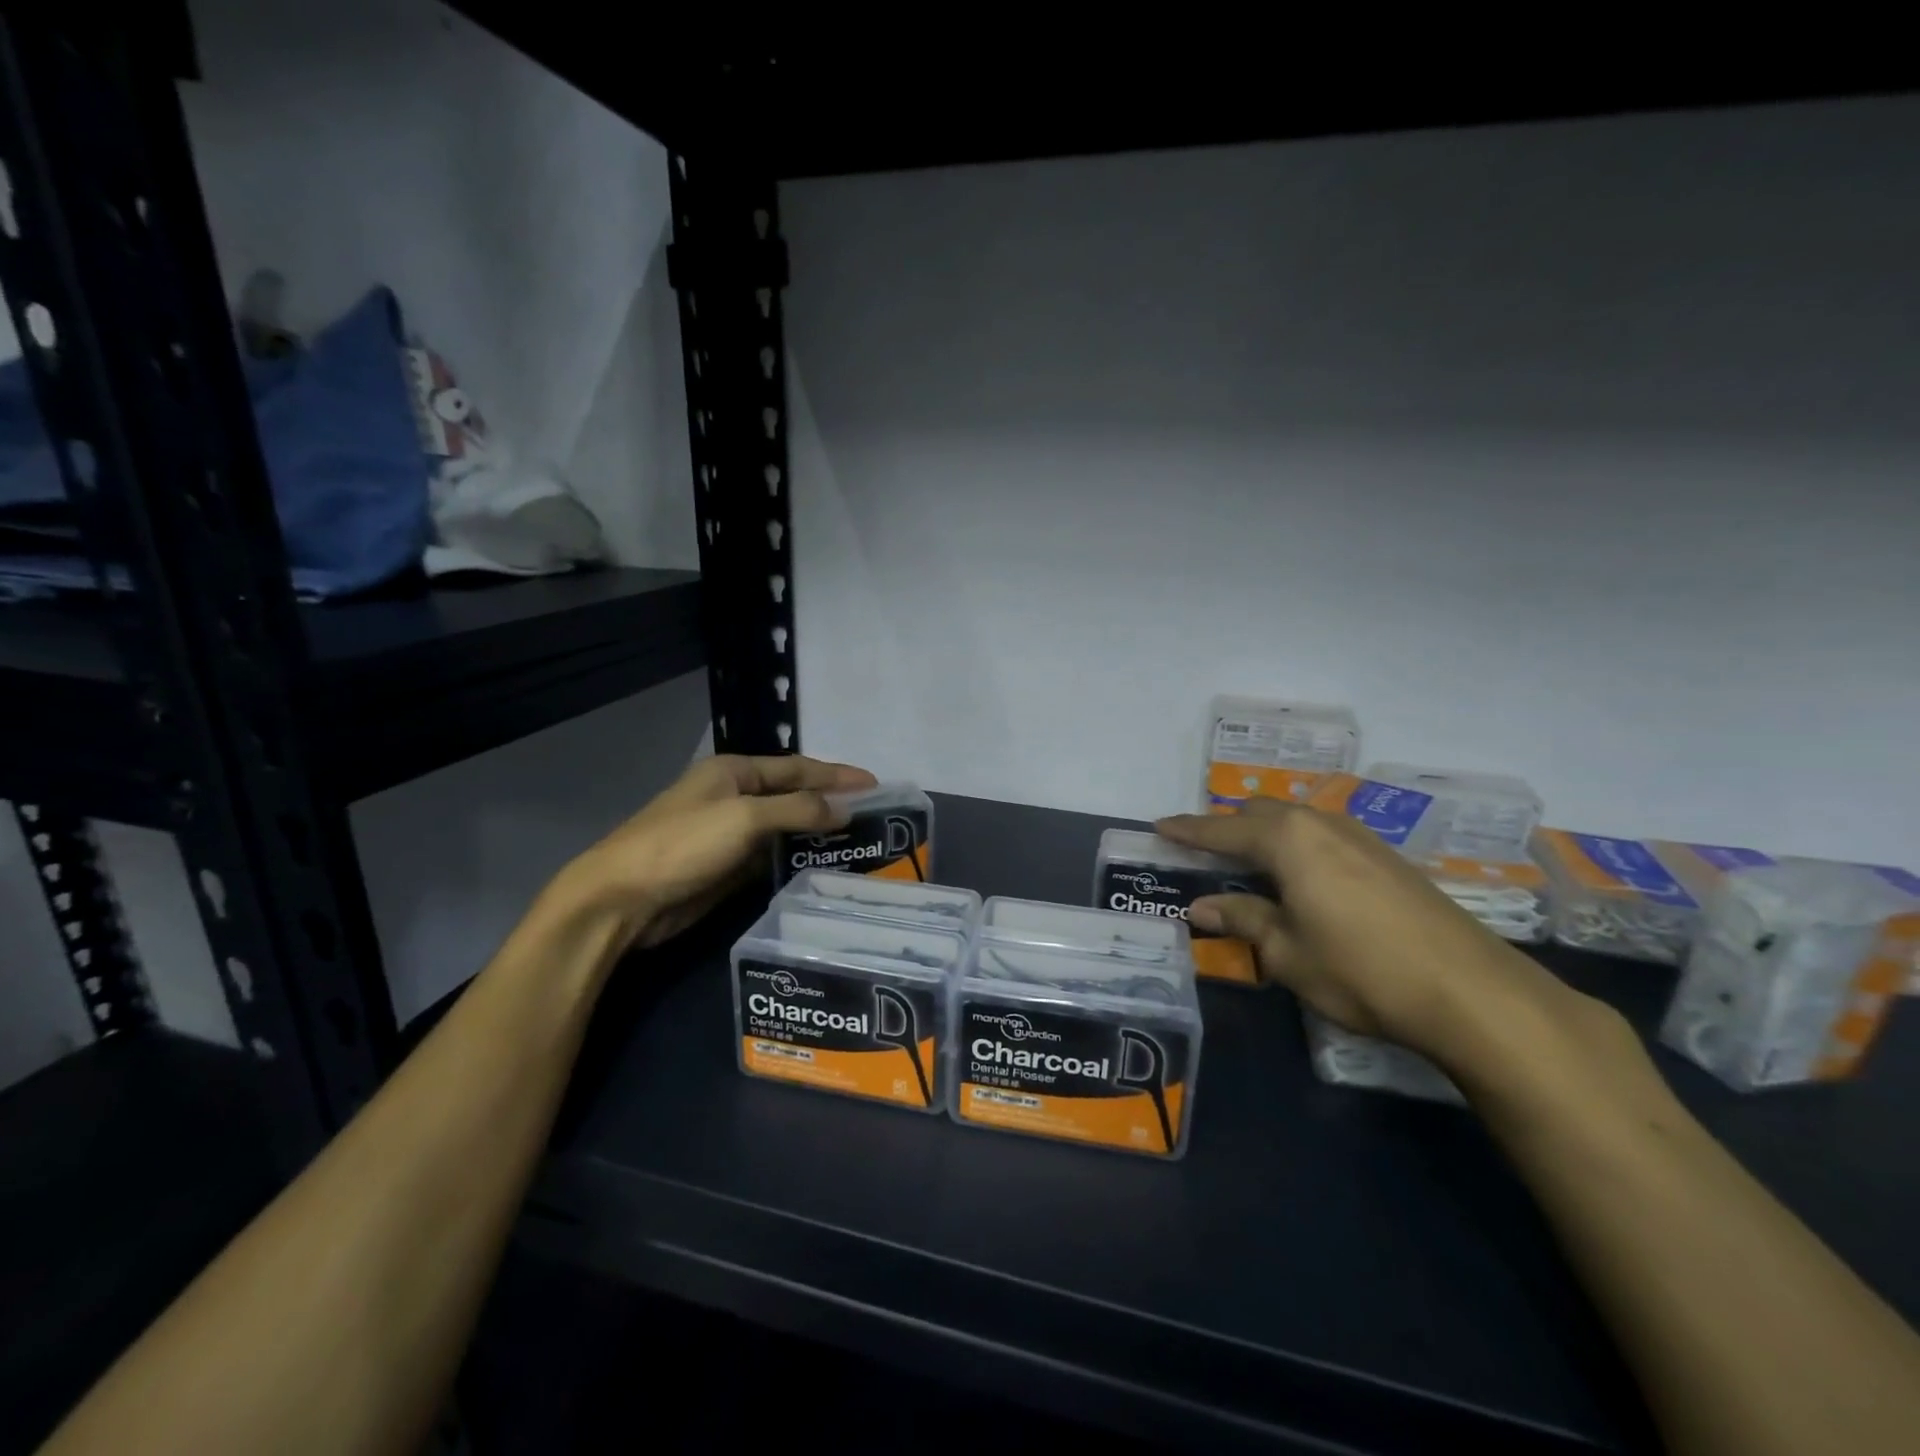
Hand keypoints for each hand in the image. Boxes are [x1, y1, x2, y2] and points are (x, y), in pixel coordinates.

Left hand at [559, 754, 876, 952]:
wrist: (622, 900)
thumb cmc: (683, 844)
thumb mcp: (745, 818)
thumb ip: (798, 810)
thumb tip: (845, 809)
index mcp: (734, 772)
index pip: (798, 767)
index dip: (837, 775)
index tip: (877, 784)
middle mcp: (735, 797)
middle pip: (793, 796)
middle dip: (831, 803)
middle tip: (874, 816)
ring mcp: (730, 833)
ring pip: (785, 828)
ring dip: (817, 833)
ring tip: (859, 842)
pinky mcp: (727, 867)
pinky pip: (772, 856)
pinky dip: (797, 858)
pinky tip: (823, 866)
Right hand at [1154, 798, 1579, 1061]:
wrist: (1472, 992)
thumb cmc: (1360, 971)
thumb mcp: (1287, 952)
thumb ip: (1242, 919)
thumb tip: (1202, 906)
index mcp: (1288, 840)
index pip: (1223, 830)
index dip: (1188, 831)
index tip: (1159, 827)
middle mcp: (1322, 825)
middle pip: (1262, 813)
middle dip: (1228, 827)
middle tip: (1202, 850)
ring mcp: (1360, 838)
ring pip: (1297, 821)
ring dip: (1266, 834)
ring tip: (1248, 862)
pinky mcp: (1388, 858)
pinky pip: (1324, 836)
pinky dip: (1298, 846)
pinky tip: (1302, 876)